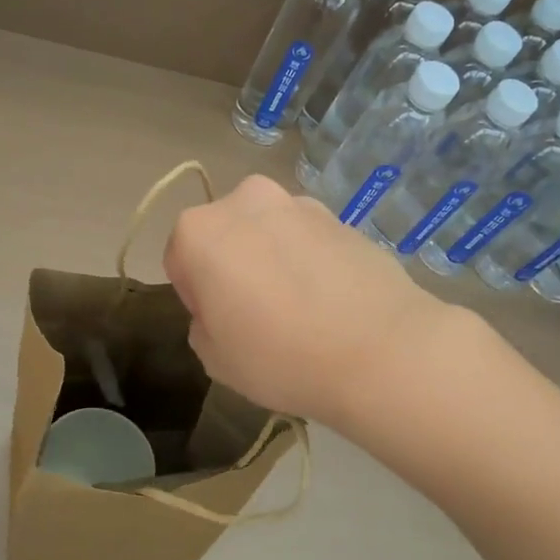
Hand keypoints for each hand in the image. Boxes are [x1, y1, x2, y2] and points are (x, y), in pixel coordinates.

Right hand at [162, 175, 450, 425]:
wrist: (380, 350)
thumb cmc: (280, 356)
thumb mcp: (215, 358)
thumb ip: (203, 325)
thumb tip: (223, 310)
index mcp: (200, 231)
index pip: (179, 258)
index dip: (196, 294)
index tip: (221, 323)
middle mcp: (246, 201)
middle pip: (225, 235)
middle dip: (233, 265)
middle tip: (257, 314)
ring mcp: (299, 204)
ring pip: (268, 232)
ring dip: (272, 259)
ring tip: (300, 308)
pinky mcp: (342, 217)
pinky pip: (308, 239)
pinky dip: (310, 261)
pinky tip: (331, 301)